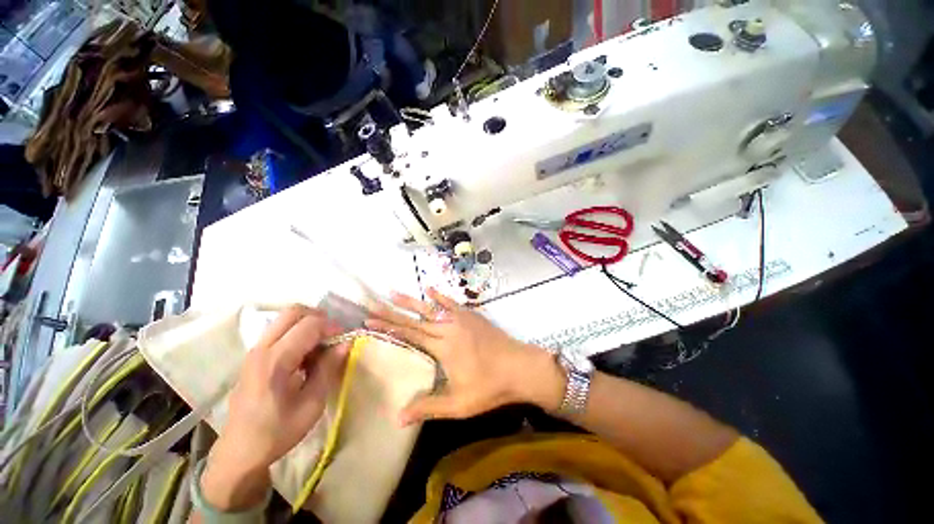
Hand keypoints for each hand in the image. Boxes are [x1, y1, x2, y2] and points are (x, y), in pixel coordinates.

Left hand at [202, 306, 347, 509]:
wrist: (240, 451)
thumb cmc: (278, 431)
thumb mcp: (312, 404)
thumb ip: (328, 368)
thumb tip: (345, 343)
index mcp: (276, 361)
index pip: (309, 324)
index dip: (332, 326)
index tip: (344, 339)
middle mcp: (262, 349)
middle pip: (293, 311)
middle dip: (319, 317)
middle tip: (333, 334)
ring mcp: (254, 350)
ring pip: (285, 318)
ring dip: (308, 324)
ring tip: (320, 345)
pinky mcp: (253, 356)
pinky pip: (279, 330)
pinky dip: (297, 332)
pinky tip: (305, 354)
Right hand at [365, 289, 564, 425]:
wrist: (520, 366)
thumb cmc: (490, 387)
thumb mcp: (459, 404)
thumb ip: (429, 407)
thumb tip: (397, 418)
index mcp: (443, 347)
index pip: (409, 334)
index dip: (389, 327)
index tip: (370, 320)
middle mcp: (448, 328)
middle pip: (416, 319)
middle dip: (393, 311)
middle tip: (374, 303)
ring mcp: (461, 318)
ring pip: (432, 307)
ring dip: (412, 300)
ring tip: (394, 291)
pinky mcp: (471, 315)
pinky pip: (452, 303)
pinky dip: (440, 295)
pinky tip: (430, 288)